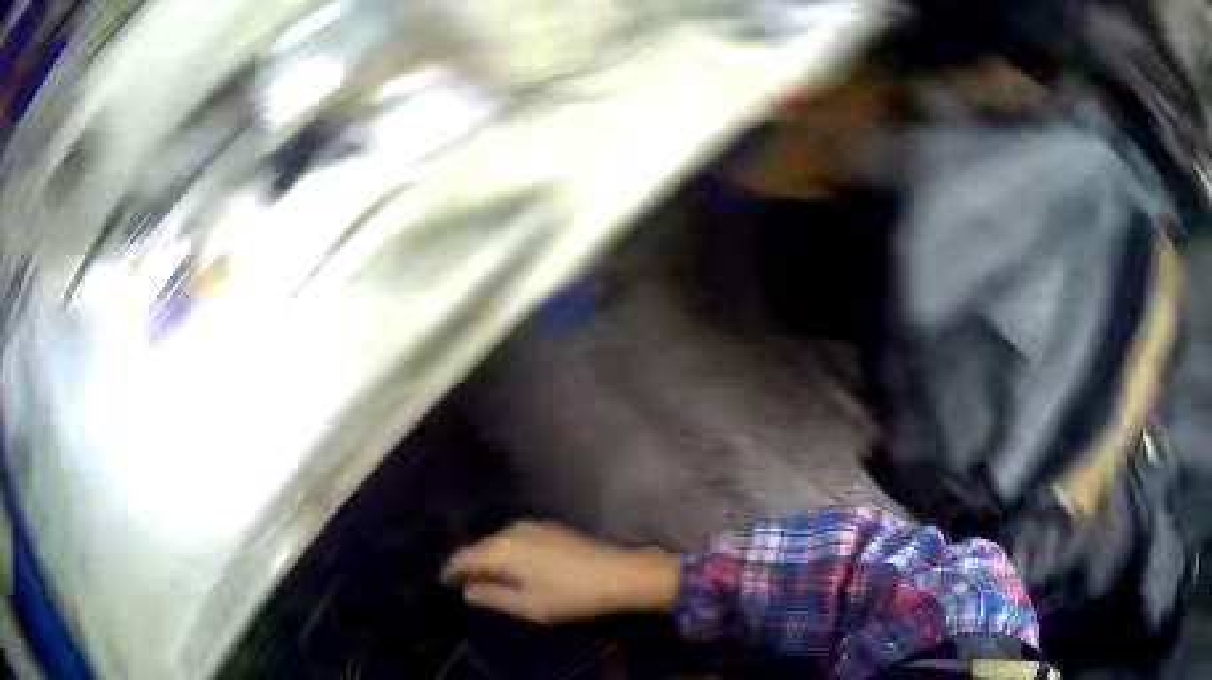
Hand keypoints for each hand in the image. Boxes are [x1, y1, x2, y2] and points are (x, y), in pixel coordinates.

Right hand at [440, 520, 679, 624]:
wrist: (619, 574)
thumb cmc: (569, 595)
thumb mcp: (526, 605)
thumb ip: (491, 596)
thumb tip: (468, 590)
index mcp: (501, 549)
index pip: (463, 557)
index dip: (450, 570)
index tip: (443, 582)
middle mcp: (511, 530)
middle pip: (479, 546)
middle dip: (470, 564)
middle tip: (464, 583)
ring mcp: (532, 525)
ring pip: (498, 541)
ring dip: (490, 557)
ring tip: (488, 576)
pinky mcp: (550, 526)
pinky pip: (515, 538)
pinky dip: (507, 551)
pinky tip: (515, 565)